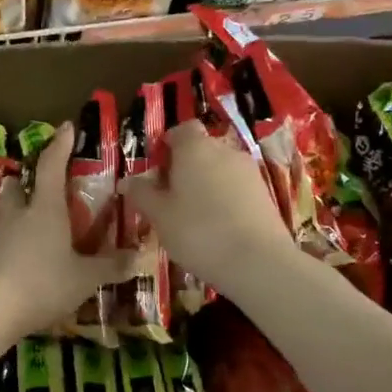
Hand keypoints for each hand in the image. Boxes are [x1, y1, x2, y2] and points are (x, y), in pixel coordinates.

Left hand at [0, 124, 126, 340]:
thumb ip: (110, 267)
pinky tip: (20, 259)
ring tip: (30, 222)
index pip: (51, 166)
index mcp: (45, 209)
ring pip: (5, 214)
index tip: (66, 128)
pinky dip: (10, 244)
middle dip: (25, 181)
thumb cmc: (41, 282)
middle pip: (16, 187)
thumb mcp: (84, 278)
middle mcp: (17, 216)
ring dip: (15, 212)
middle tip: (36, 182)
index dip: (60, 146)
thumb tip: (139, 257)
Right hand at [121, 120, 301, 298]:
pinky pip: (236, 187)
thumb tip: (126, 181)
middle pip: (201, 148)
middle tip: (169, 195)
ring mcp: (249, 171)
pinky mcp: (265, 193)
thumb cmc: (198, 232)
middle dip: (185, 166)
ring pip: (220, 168)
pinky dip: (225, 198)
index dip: (168, 143)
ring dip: (206, 183)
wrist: (258, 262)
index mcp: (195, 148)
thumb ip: (142, 194)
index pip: (182, 129)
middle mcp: (224, 151)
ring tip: (192, 215)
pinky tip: (217, 226)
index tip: (156, 167)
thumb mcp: (160, 216)